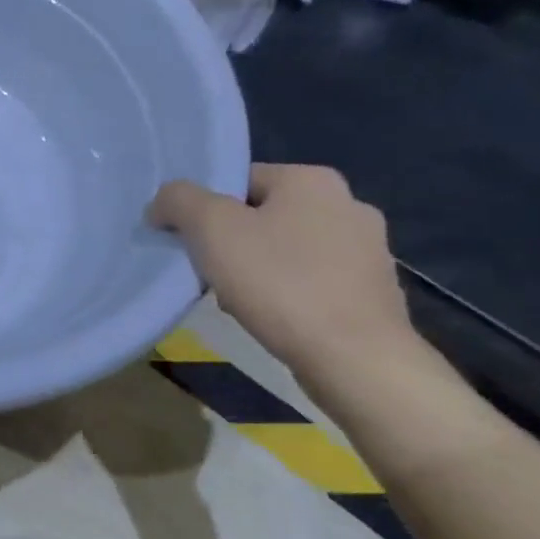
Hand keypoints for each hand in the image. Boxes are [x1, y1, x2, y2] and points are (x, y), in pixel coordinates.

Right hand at [148, 164, 415, 379]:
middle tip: (210, 274)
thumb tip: (164, 203)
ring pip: (287, 251)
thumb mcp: (210, 228)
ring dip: (258, 270)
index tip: (193, 244)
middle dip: (232, 243)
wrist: (355, 358)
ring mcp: (369, 250)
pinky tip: (273, 319)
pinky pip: (313, 282)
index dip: (206, 210)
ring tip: (239, 301)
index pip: (239, 181)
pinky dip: (288, 295)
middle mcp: (349, 204)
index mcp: (312, 180)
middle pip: (263, 216)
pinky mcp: (375, 292)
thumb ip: (178, 200)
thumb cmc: (279, 282)